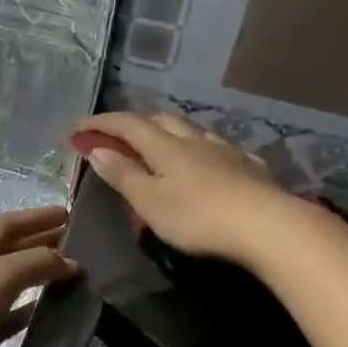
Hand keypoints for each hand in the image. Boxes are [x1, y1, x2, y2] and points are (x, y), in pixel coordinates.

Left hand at [0, 206, 76, 346]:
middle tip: (82, 244)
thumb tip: (70, 262)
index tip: (71, 214)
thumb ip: (33, 263)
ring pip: (13, 284)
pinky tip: (53, 312)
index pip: (7, 225)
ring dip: (41, 276)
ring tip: (76, 275)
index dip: (37, 217)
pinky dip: (31, 310)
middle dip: (43, 243)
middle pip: (11, 251)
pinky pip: (10, 317)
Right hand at [71, 112, 302, 267]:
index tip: (79, 127)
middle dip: (135, 123)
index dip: (102, 123)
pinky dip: (202, 151)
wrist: (268, 226)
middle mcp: (195, 140)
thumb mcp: (150, 203)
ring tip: (161, 147)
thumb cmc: (199, 218)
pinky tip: (208, 163)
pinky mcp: (250, 168)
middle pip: (161, 120)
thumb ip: (123, 175)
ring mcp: (226, 151)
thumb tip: (96, 149)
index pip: (128, 124)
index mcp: (166, 147)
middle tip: (118, 135)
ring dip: (170, 133)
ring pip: (192, 131)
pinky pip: (219, 149)